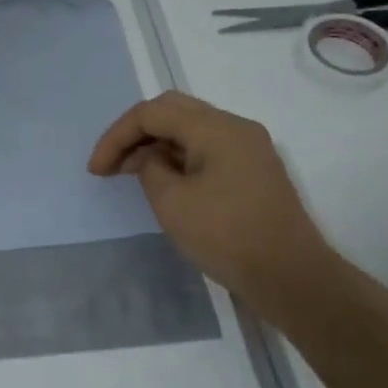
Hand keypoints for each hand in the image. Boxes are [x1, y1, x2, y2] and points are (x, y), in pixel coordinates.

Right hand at [89, 91, 345, 326]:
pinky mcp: (253, 168)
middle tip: (112, 164)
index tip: (96, 170)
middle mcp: (235, 127)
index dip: (117, 136)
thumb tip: (150, 158)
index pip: (152, 113)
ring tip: (131, 173)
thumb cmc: (227, 237)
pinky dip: (178, 156)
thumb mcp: (172, 203)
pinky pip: (207, 147)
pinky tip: (163, 179)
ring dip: (156, 143)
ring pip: (191, 128)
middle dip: (135, 133)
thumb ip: (150, 169)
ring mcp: (249, 147)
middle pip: (173, 110)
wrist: (290, 276)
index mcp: (216, 128)